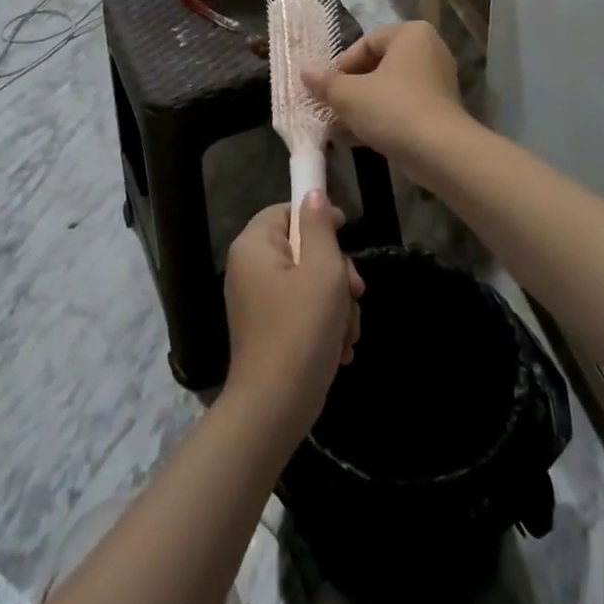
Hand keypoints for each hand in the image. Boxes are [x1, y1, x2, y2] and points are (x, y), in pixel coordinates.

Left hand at [223, 194, 363, 437]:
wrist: (274, 409)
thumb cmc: (301, 330)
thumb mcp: (321, 270)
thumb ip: (319, 226)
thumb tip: (313, 194)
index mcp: (254, 246)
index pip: (287, 210)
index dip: (319, 218)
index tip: (347, 235)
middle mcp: (249, 268)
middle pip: (302, 248)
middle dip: (336, 272)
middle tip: (354, 294)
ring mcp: (258, 301)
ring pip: (309, 282)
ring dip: (336, 303)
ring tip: (347, 332)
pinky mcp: (269, 329)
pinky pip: (302, 310)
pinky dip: (324, 324)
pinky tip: (339, 348)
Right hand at [301, 21, 464, 166]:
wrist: (440, 152)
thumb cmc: (392, 109)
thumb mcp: (349, 95)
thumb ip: (325, 83)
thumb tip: (304, 72)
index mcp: (411, 34)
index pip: (366, 43)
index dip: (341, 67)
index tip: (326, 89)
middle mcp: (429, 51)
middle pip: (377, 67)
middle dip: (350, 90)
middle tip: (330, 109)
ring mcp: (437, 82)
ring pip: (389, 90)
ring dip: (362, 108)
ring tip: (337, 128)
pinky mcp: (439, 110)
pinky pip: (402, 108)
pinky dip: (381, 119)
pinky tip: (356, 139)